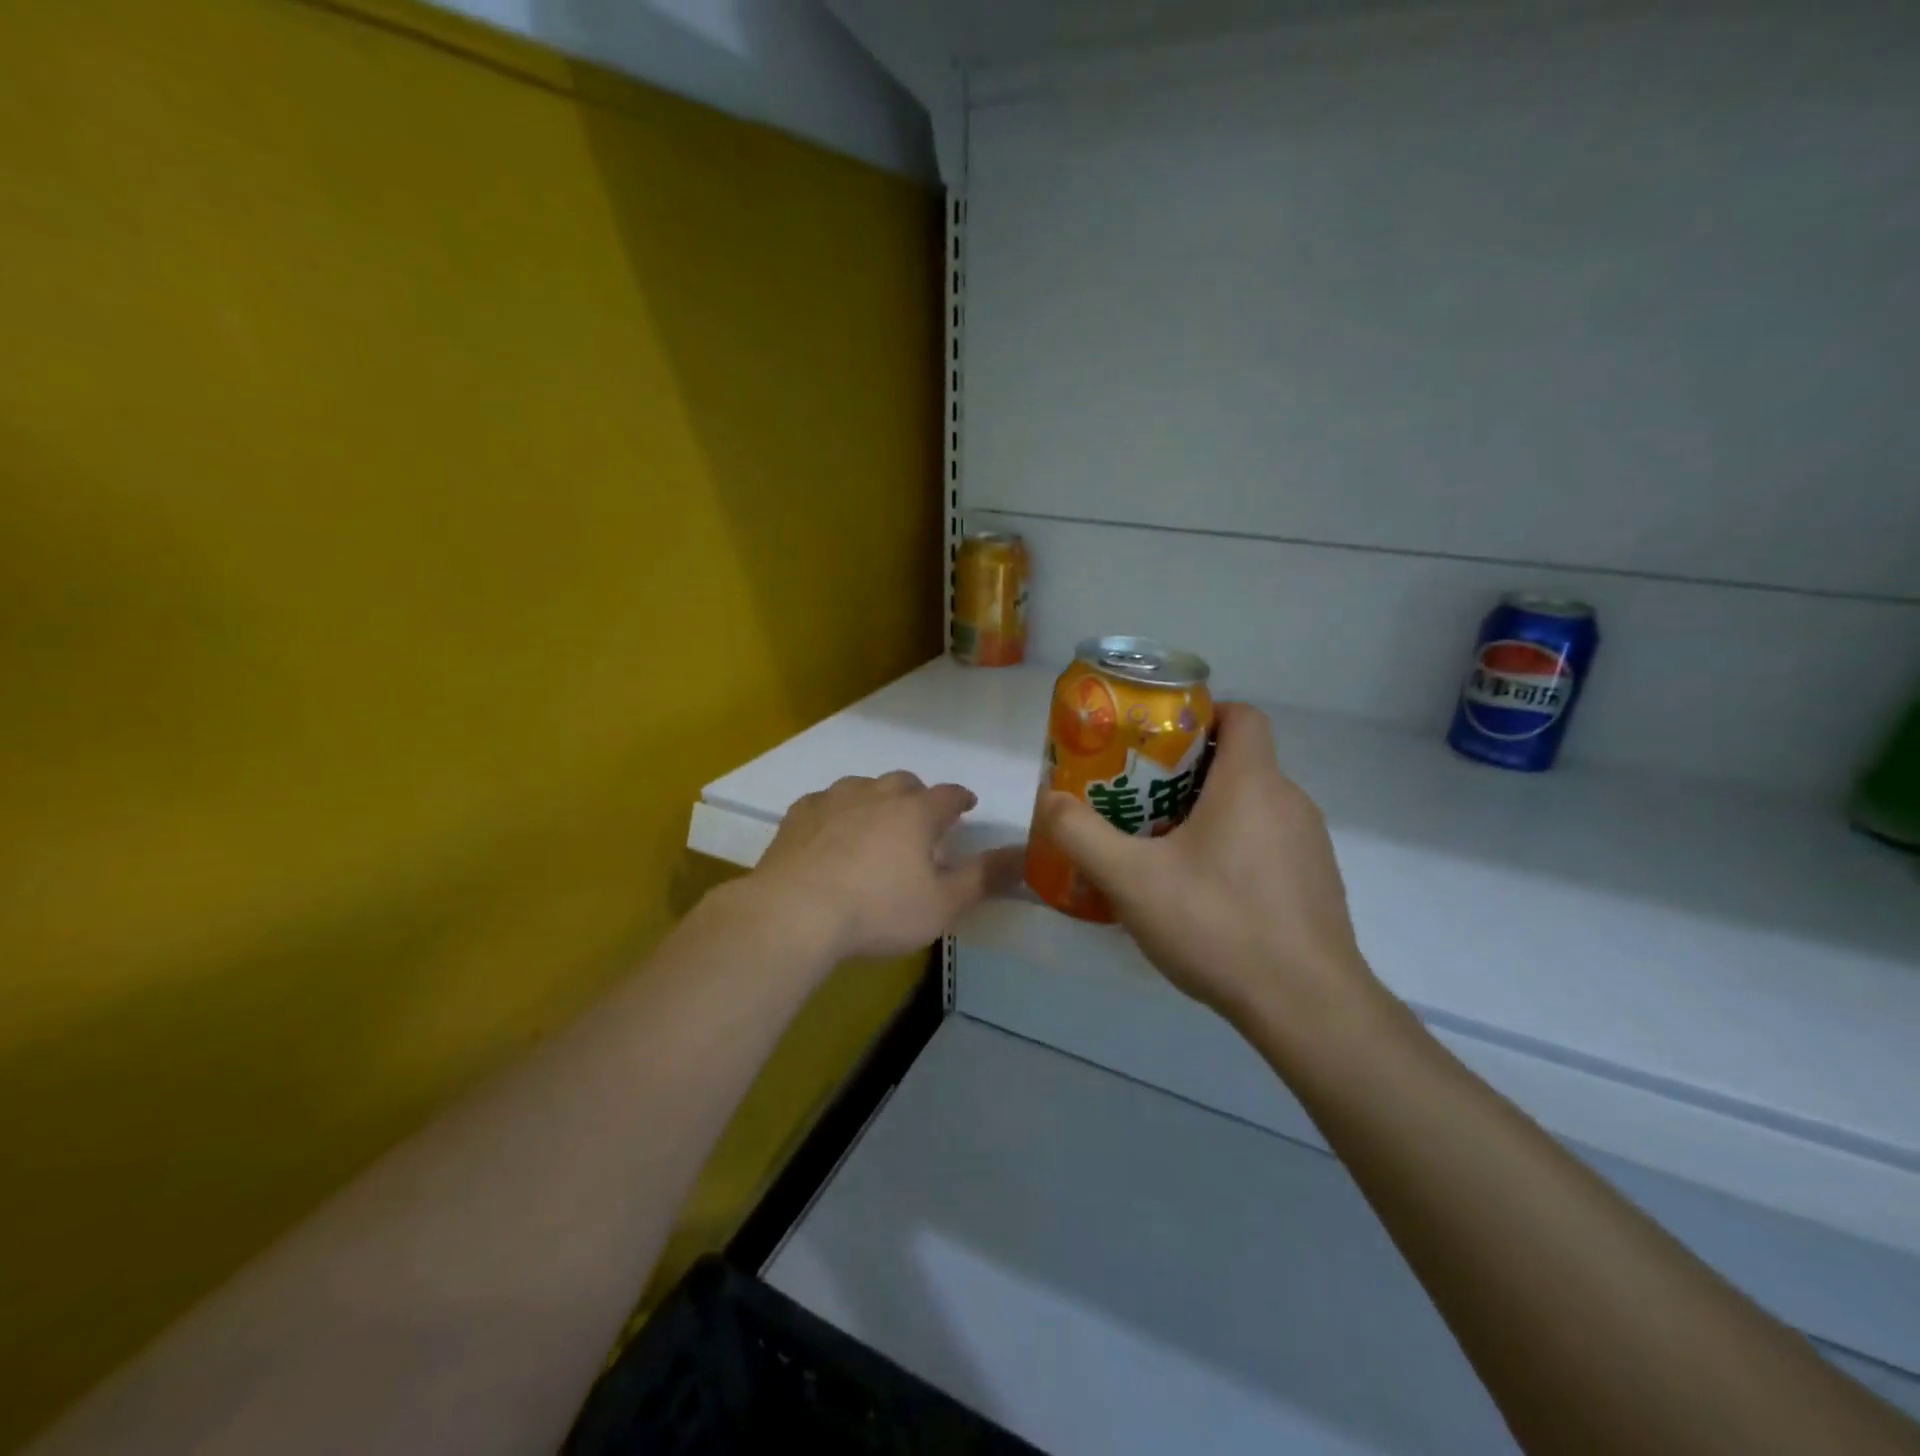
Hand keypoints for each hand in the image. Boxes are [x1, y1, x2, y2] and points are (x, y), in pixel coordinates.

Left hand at [750, 771, 1024, 963]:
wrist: (795, 912)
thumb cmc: (878, 910)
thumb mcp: (941, 904)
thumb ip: (983, 878)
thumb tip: (1022, 856)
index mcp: (915, 813)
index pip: (948, 795)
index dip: (961, 798)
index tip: (967, 804)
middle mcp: (876, 795)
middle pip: (904, 782)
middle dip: (918, 795)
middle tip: (920, 817)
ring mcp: (833, 800)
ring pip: (863, 785)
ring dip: (875, 798)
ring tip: (876, 821)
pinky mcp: (799, 815)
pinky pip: (825, 801)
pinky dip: (836, 811)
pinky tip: (830, 831)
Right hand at [1033, 703, 1379, 1026]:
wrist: (1307, 1007)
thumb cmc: (1218, 924)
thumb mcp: (1131, 879)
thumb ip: (1081, 835)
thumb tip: (1049, 799)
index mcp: (1252, 783)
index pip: (1241, 714)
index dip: (1200, 713)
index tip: (1157, 740)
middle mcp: (1290, 801)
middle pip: (1238, 762)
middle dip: (1186, 772)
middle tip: (1139, 799)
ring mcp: (1310, 845)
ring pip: (1252, 806)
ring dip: (1209, 814)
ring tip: (1162, 849)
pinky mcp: (1316, 883)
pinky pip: (1269, 844)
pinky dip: (1235, 849)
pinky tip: (1204, 895)